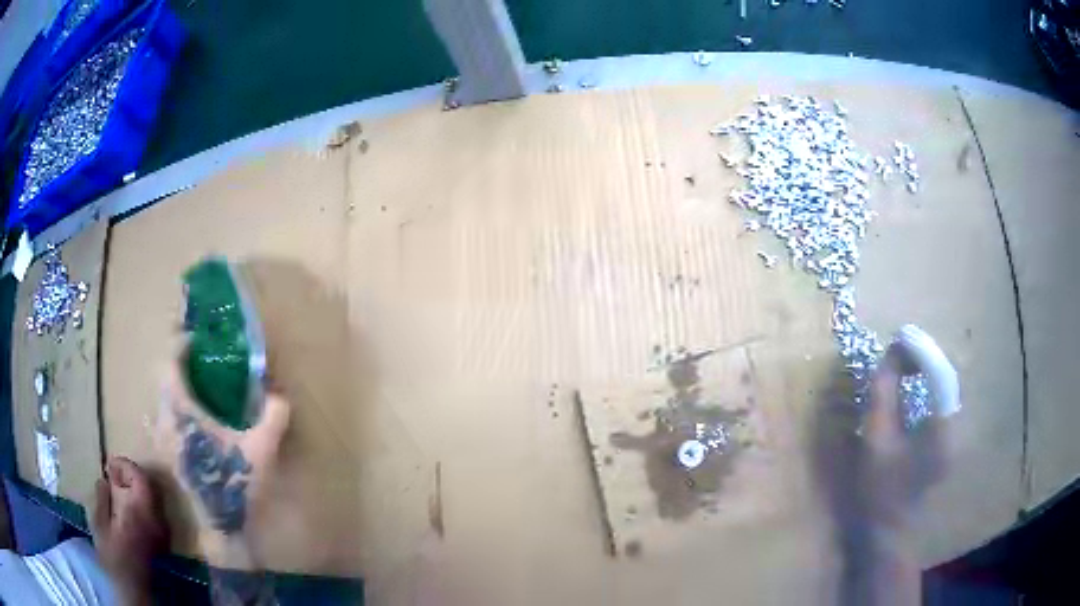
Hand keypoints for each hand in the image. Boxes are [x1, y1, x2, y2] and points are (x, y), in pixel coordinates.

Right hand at [91, 457, 166, 601]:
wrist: (135, 592)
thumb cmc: (114, 559)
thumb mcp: (100, 526)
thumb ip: (102, 499)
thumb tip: (104, 480)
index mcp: (141, 512)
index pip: (140, 477)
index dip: (125, 465)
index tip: (110, 463)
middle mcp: (157, 520)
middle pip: (150, 486)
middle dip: (131, 475)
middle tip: (114, 474)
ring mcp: (163, 533)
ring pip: (154, 499)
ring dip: (137, 488)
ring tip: (118, 488)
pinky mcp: (163, 543)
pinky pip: (155, 513)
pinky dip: (142, 502)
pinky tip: (128, 507)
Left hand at [156, 363, 290, 567]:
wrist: (225, 527)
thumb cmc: (237, 484)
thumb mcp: (263, 449)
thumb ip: (273, 415)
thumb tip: (278, 394)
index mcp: (182, 412)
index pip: (169, 364)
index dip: (179, 344)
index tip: (195, 338)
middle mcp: (166, 421)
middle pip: (162, 379)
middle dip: (178, 365)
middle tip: (200, 363)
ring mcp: (164, 441)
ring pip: (161, 401)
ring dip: (174, 389)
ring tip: (196, 390)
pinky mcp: (169, 456)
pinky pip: (163, 421)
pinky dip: (172, 412)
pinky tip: (190, 423)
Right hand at [864, 350, 947, 531]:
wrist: (890, 531)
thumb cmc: (880, 492)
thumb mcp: (876, 442)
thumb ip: (883, 395)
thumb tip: (888, 357)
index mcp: (943, 429)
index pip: (941, 375)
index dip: (921, 350)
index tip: (899, 336)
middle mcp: (956, 425)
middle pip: (947, 375)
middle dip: (923, 354)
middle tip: (898, 346)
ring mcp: (955, 431)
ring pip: (946, 384)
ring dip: (926, 366)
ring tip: (902, 360)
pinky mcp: (948, 435)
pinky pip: (941, 397)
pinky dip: (928, 381)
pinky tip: (912, 381)